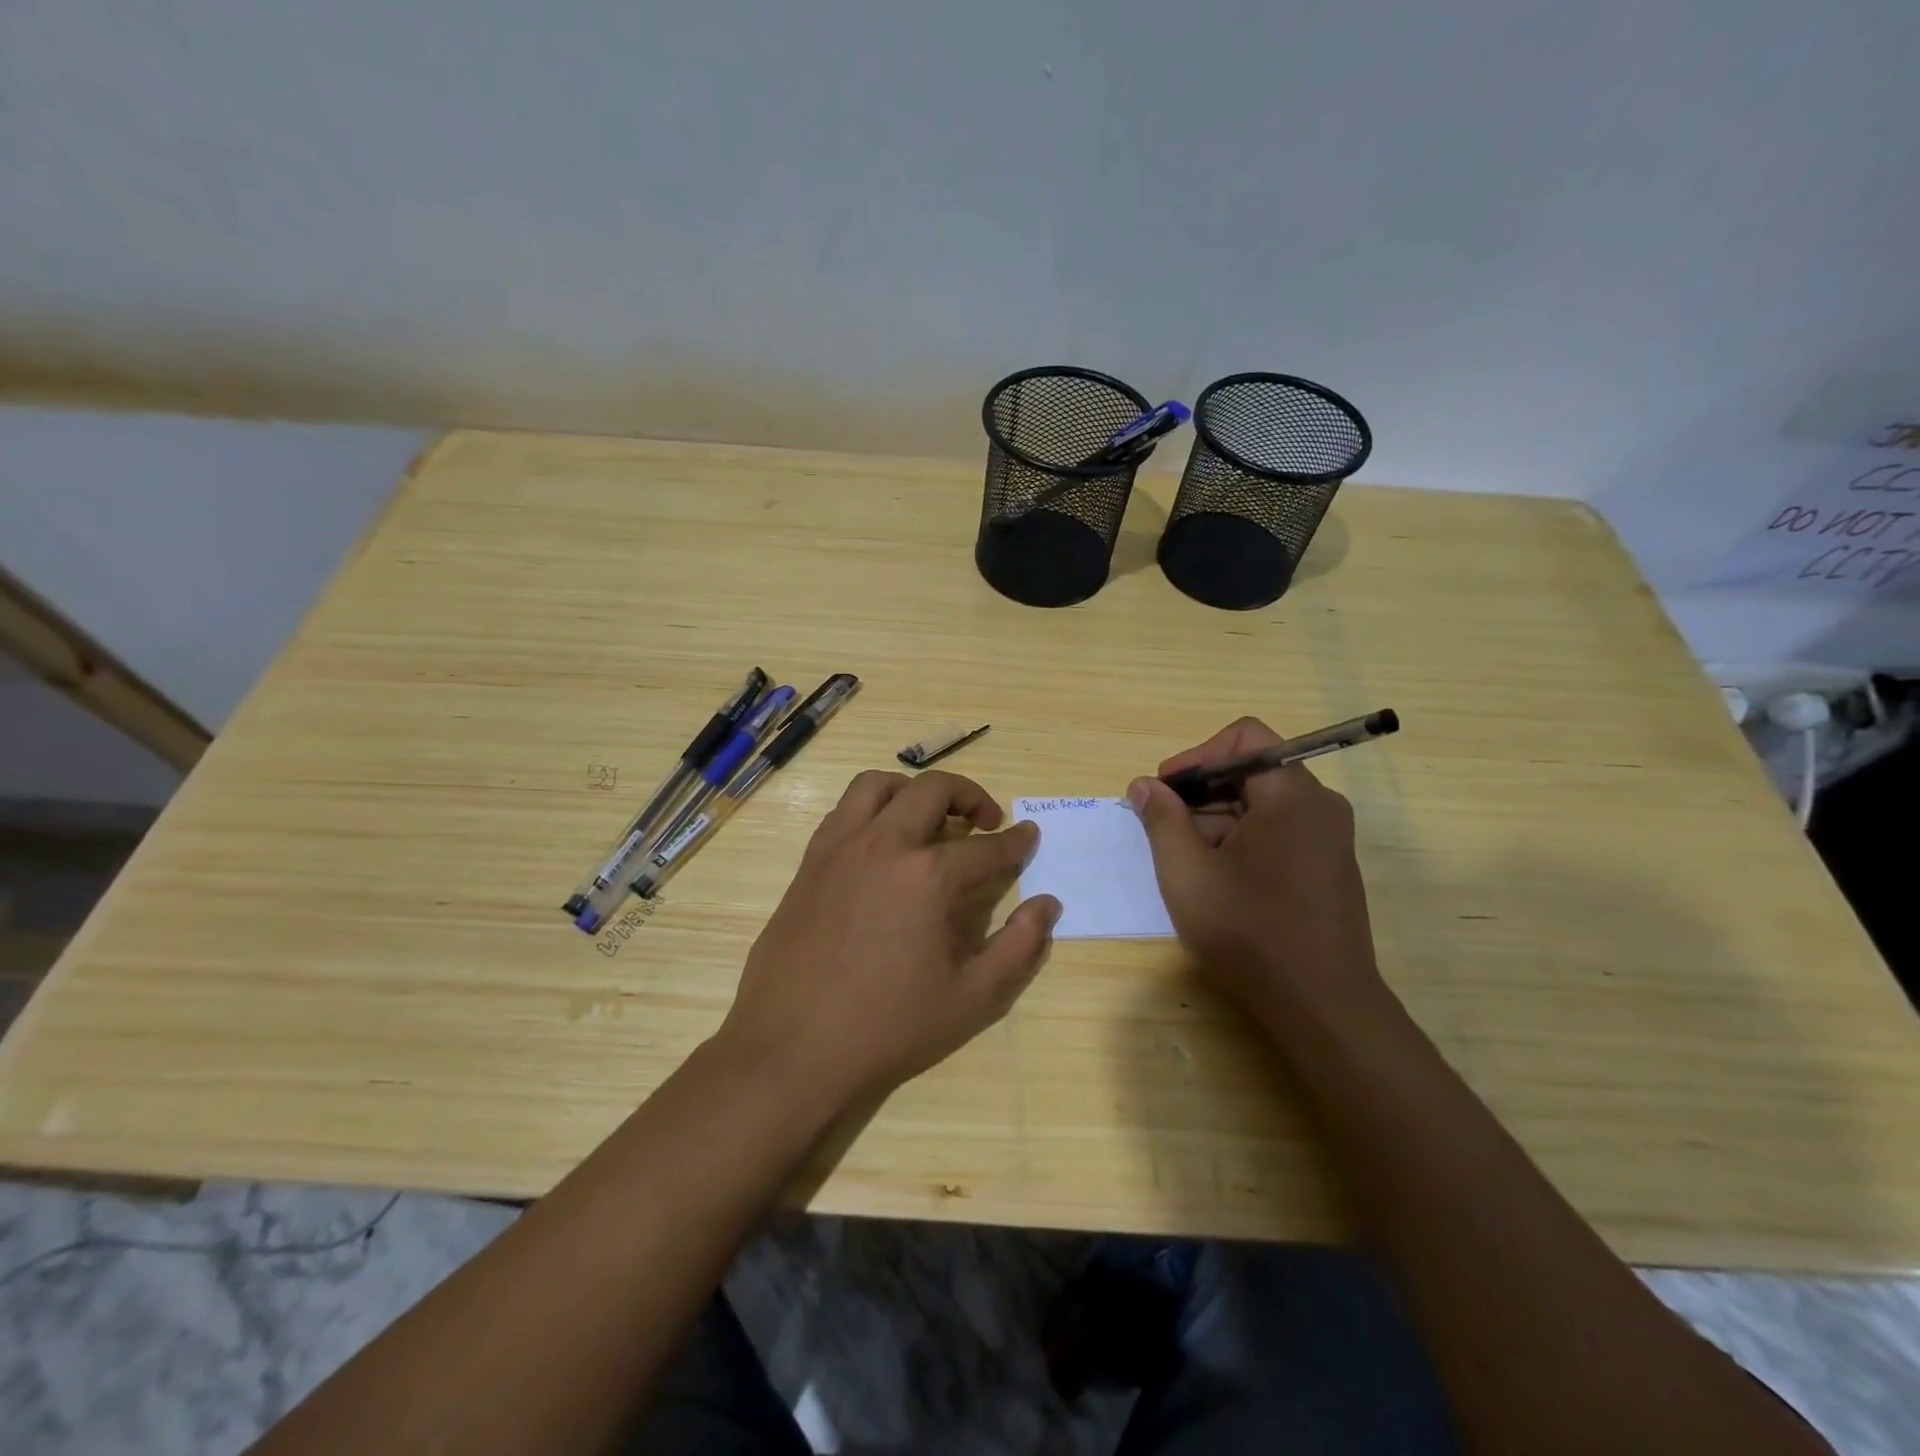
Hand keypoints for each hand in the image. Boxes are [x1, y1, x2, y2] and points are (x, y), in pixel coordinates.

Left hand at [718, 769, 1061, 1110]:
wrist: (792, 1049)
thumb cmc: (888, 1028)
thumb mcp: (973, 999)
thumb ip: (1020, 947)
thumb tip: (1048, 905)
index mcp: (929, 876)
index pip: (987, 847)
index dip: (1016, 842)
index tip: (1028, 836)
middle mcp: (885, 844)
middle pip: (933, 791)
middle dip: (970, 796)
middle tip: (986, 821)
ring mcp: (841, 847)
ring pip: (879, 785)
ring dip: (914, 790)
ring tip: (930, 818)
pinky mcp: (810, 860)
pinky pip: (844, 809)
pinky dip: (872, 808)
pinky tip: (882, 842)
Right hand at [1128, 717, 1382, 1019]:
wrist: (1320, 1005)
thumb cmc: (1248, 930)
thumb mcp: (1186, 871)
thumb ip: (1161, 818)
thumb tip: (1144, 785)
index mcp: (1292, 794)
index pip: (1245, 737)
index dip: (1197, 755)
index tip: (1165, 790)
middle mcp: (1319, 806)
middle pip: (1251, 770)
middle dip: (1200, 792)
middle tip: (1162, 826)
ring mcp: (1327, 838)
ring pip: (1261, 805)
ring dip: (1215, 820)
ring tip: (1182, 860)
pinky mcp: (1326, 867)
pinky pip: (1276, 832)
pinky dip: (1239, 841)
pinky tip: (1213, 878)